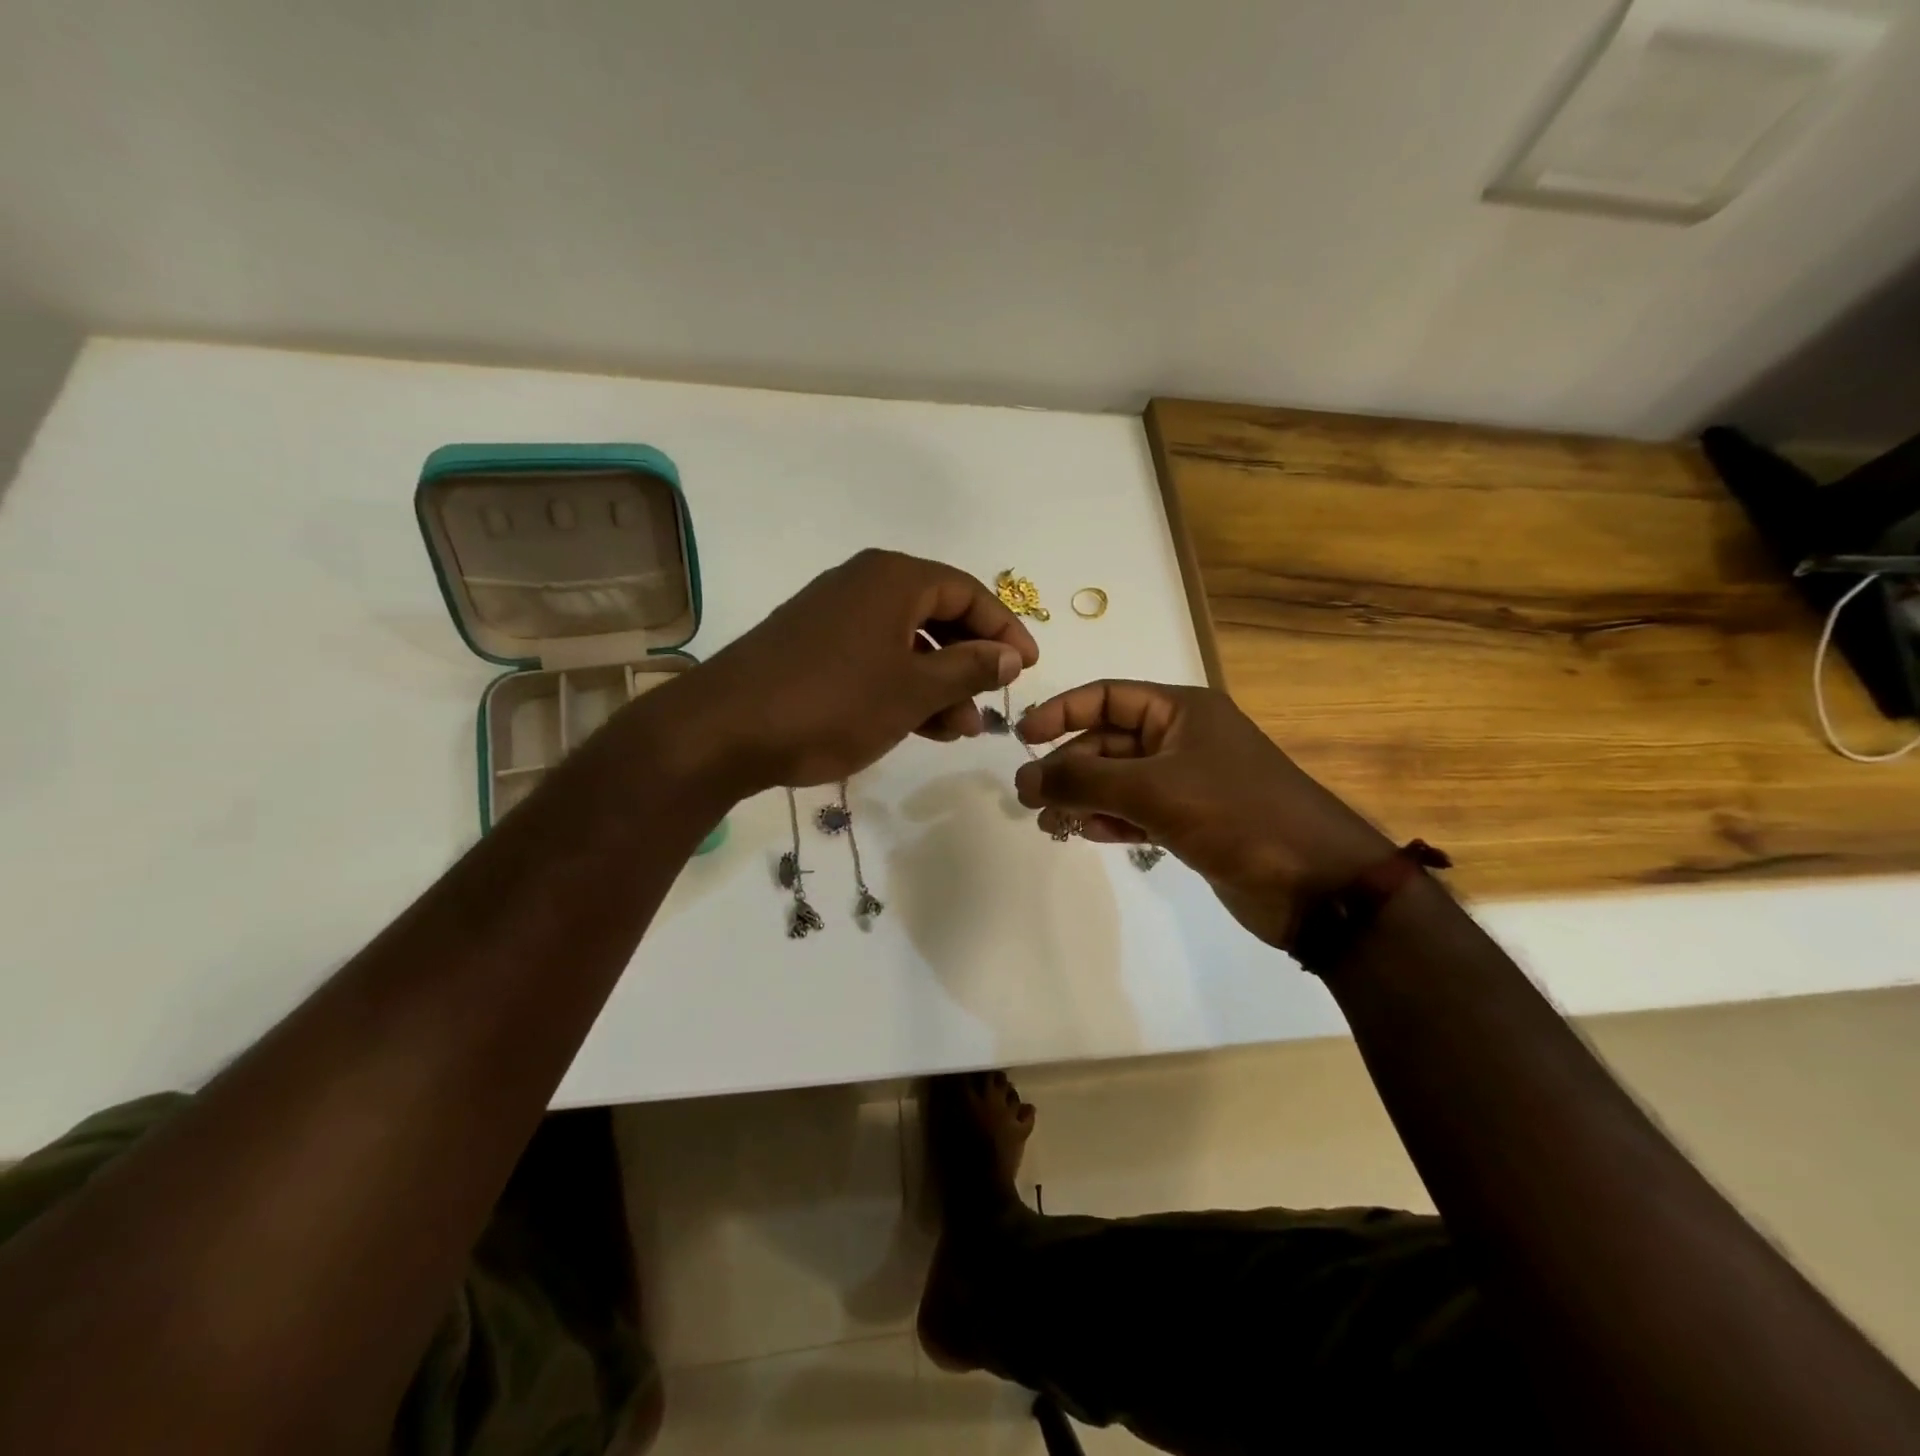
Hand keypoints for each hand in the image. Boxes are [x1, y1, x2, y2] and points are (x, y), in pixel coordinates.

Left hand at [677, 550, 1038, 790]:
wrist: (724, 730)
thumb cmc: (832, 703)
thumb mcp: (913, 690)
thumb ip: (968, 668)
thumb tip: (1009, 654)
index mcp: (893, 579)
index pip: (967, 593)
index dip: (1004, 629)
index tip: (1027, 668)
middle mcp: (863, 585)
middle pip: (936, 615)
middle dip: (969, 662)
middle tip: (989, 705)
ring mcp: (833, 616)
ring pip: (905, 642)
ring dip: (937, 682)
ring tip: (956, 729)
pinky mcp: (811, 647)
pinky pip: (874, 658)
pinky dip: (901, 687)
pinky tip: (917, 725)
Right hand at [1013, 682, 1392, 948]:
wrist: (1316, 885)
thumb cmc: (1236, 815)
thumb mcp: (1153, 790)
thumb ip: (1083, 780)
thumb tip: (1022, 777)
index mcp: (1181, 711)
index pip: (1106, 697)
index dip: (1061, 711)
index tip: (1022, 738)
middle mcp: (1182, 739)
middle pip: (1108, 742)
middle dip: (1068, 767)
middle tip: (1029, 798)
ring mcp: (1187, 782)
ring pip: (1118, 780)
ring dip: (1082, 798)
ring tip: (1049, 824)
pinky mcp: (1191, 822)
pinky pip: (1136, 811)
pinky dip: (1109, 820)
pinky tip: (1087, 835)